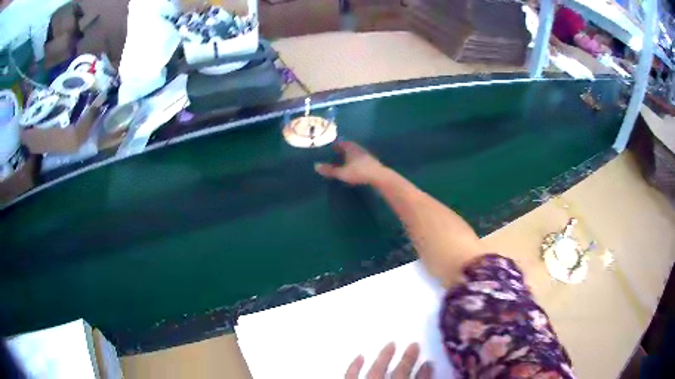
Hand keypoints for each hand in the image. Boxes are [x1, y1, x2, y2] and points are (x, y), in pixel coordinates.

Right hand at [315, 141, 385, 184]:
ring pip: (355, 153)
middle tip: (335, 154)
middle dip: (342, 150)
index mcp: (351, 148)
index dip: (335, 145)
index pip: (341, 143)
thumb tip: (316, 166)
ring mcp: (366, 155)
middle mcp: (359, 149)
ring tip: (343, 161)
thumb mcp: (342, 172)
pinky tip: (354, 168)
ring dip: (349, 156)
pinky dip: (355, 162)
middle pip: (349, 147)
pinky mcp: (372, 163)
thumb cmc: (358, 172)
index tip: (330, 148)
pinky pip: (361, 160)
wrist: (379, 176)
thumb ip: (329, 170)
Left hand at [344, 342, 432, 378]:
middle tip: (414, 345)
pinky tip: (360, 356)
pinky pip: (351, 376)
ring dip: (385, 357)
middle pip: (399, 373)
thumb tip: (428, 367)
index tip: (430, 362)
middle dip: (408, 360)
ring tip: (391, 344)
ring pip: (376, 371)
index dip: (425, 372)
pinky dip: (354, 366)